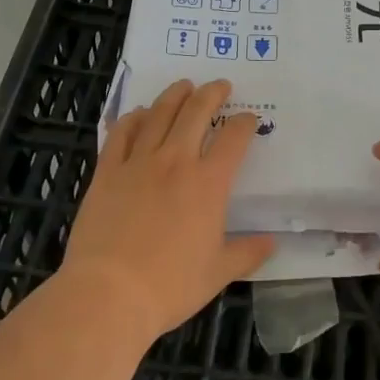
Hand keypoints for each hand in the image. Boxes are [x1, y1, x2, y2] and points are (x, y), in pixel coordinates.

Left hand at [61, 78, 274, 338]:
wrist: (109, 294)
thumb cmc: (170, 286)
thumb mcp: (218, 273)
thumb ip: (247, 253)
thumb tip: (273, 243)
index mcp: (209, 183)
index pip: (234, 139)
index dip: (244, 124)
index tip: (248, 119)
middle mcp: (176, 161)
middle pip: (196, 113)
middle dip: (212, 94)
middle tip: (220, 85)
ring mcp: (138, 163)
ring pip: (159, 114)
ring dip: (175, 95)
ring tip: (184, 85)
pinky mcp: (107, 172)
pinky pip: (121, 133)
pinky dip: (133, 118)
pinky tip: (139, 113)